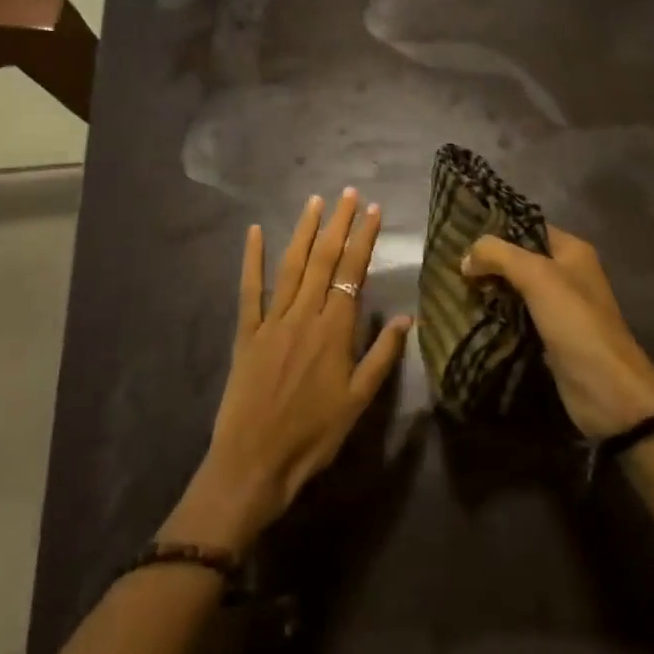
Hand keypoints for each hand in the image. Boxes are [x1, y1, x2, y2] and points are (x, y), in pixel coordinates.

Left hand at [168, 189, 411, 551]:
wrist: (255, 461)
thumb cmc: (313, 435)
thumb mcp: (358, 401)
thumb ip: (382, 356)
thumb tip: (406, 318)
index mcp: (334, 331)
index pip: (352, 272)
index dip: (364, 238)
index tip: (373, 210)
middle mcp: (304, 315)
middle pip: (323, 259)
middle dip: (338, 223)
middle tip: (348, 193)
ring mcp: (272, 320)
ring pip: (291, 266)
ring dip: (304, 231)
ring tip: (315, 202)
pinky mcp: (247, 332)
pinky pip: (249, 289)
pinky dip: (252, 259)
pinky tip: (254, 232)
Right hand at [463, 227, 653, 438]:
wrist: (607, 390)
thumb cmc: (575, 322)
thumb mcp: (537, 276)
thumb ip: (499, 255)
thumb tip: (466, 257)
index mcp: (572, 251)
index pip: (526, 227)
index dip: (495, 229)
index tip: (458, 234)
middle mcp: (567, 274)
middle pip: (519, 259)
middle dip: (487, 262)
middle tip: (450, 265)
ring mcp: (559, 308)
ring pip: (515, 290)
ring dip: (489, 291)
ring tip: (452, 288)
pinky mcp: (549, 338)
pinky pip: (516, 318)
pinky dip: (496, 316)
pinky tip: (470, 315)